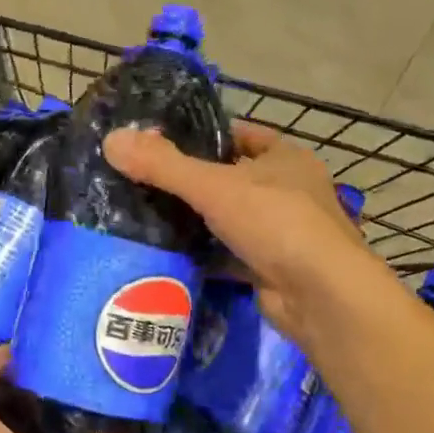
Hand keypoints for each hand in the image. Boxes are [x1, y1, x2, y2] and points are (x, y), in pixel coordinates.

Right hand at [104, 121, 366, 340]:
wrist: (321, 297)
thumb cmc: (276, 223)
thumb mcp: (215, 186)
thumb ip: (163, 165)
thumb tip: (112, 139)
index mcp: (285, 159)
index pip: (238, 135)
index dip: (202, 136)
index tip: (159, 143)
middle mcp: (287, 191)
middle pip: (230, 179)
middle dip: (191, 182)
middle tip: (141, 181)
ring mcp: (281, 233)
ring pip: (228, 219)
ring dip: (196, 221)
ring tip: (144, 216)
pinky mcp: (269, 268)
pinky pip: (228, 255)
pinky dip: (204, 256)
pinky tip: (168, 254)